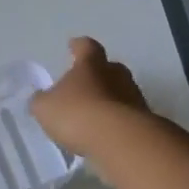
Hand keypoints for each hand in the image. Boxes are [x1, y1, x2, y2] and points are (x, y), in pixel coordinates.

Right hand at [30, 37, 154, 155]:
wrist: (122, 142)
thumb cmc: (78, 114)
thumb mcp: (46, 108)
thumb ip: (42, 101)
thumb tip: (42, 99)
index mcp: (91, 65)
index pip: (86, 47)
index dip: (78, 46)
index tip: (73, 45)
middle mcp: (116, 75)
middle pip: (110, 68)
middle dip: (100, 74)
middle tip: (87, 84)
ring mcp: (135, 99)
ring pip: (122, 93)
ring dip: (111, 101)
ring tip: (95, 116)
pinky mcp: (147, 124)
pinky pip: (129, 118)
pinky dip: (118, 124)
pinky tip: (106, 137)